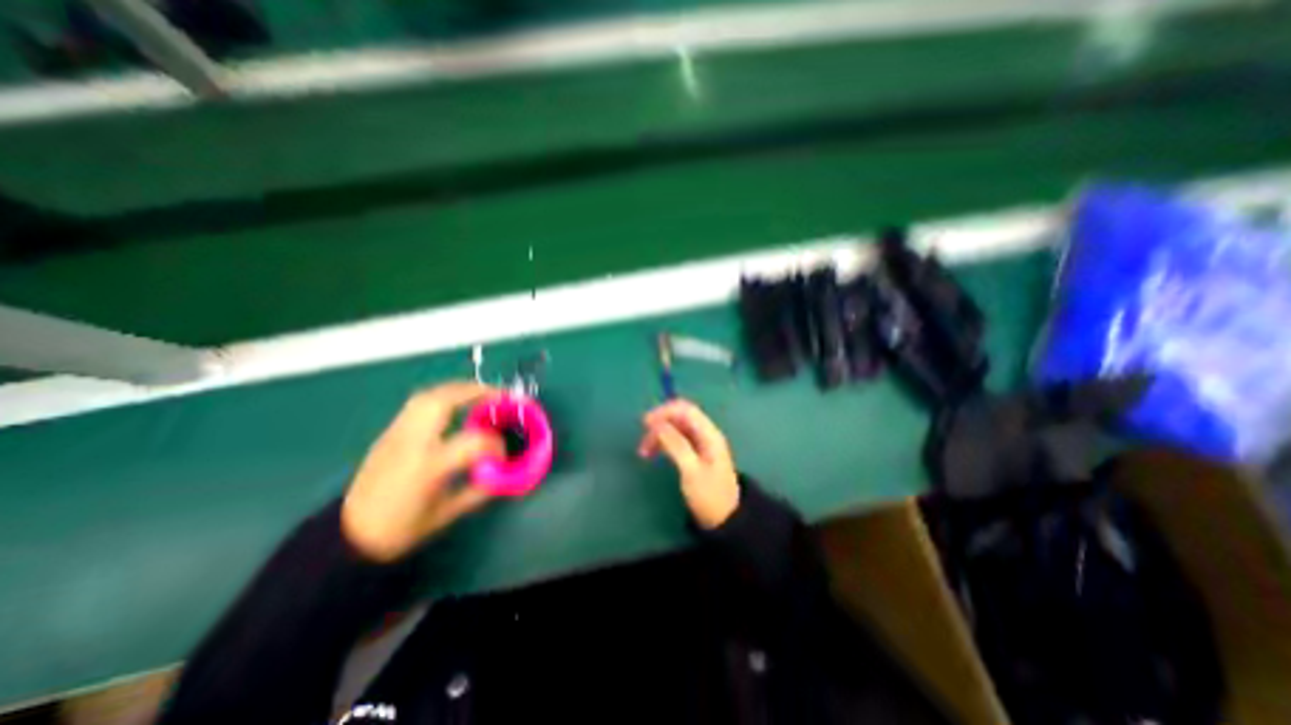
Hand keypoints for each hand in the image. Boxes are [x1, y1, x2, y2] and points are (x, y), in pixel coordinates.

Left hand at [342, 382, 502, 563]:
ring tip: (480, 393)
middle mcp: (411, 442)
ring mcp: (396, 433)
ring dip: (459, 389)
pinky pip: (418, 403)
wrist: (348, 534)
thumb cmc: (400, 529)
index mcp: (429, 467)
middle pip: (443, 401)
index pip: (473, 442)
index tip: (502, 455)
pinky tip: (456, 404)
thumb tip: (503, 473)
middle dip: (476, 392)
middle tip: (499, 395)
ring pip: (428, 396)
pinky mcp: (389, 432)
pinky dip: (443, 396)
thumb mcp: (446, 515)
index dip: (496, 445)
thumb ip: (479, 490)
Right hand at [639, 399, 742, 529]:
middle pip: (679, 417)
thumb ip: (676, 445)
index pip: (685, 409)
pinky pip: (677, 439)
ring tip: (644, 452)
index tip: (645, 424)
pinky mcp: (695, 452)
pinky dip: (664, 442)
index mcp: (709, 434)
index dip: (664, 412)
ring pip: (676, 428)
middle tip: (643, 441)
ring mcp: (701, 443)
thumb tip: (658, 425)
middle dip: (660, 424)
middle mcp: (705, 433)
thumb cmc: (709, 496)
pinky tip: (654, 452)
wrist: (726, 520)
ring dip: (659, 435)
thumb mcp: (691, 471)